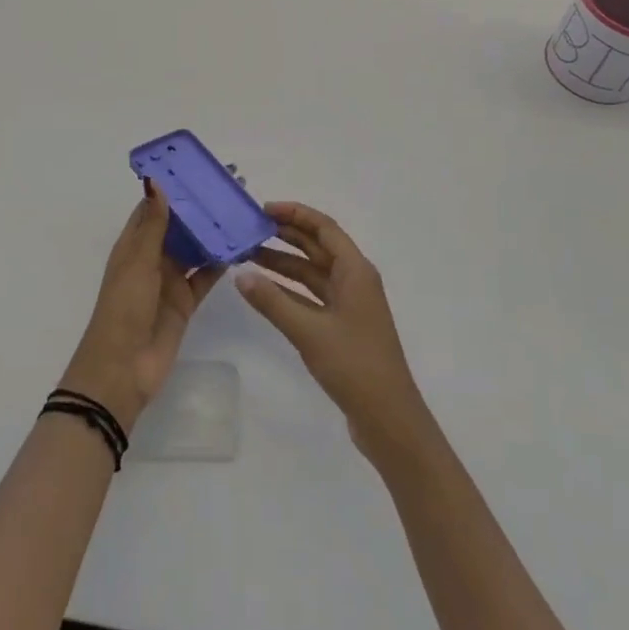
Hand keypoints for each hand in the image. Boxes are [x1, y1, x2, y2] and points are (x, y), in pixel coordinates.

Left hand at [60, 179, 223, 431]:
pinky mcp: (186, 302)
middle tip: (232, 186)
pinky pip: (206, 275)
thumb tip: (157, 181)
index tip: (198, 168)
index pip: (154, 208)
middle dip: (200, 208)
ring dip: (213, 232)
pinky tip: (241, 246)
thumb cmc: (124, 308)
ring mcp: (170, 281)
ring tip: (241, 210)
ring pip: (195, 249)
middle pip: (179, 226)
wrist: (123, 370)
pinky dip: (221, 262)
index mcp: (133, 245)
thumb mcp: (138, 262)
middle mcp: (152, 258)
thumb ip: (153, 224)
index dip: (173, 188)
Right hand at [238, 202, 433, 465]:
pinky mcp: (342, 327)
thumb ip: (272, 301)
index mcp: (355, 271)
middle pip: (317, 247)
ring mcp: (349, 305)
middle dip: (285, 236)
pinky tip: (264, 290)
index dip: (295, 214)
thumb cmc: (354, 365)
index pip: (324, 228)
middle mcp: (354, 280)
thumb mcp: (309, 331)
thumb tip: (240, 275)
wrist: (388, 419)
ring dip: (283, 264)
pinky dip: (289, 290)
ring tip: (248, 257)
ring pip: (312, 273)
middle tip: (249, 230)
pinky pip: (312, 297)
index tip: (263, 210)